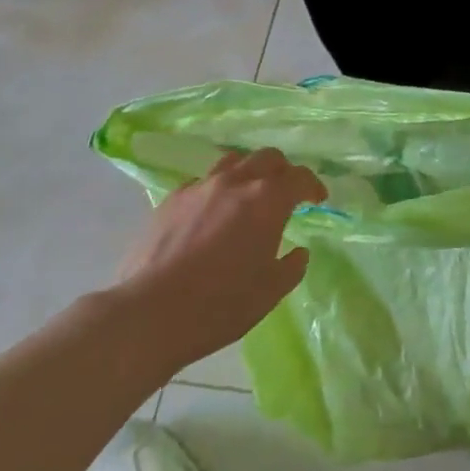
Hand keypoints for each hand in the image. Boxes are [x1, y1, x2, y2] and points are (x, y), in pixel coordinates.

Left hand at [121, 148, 324, 369]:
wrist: (151, 312)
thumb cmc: (220, 304)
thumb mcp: (269, 292)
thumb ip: (291, 267)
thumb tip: (298, 252)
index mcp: (267, 200)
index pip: (299, 177)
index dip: (313, 185)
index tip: (318, 199)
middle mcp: (236, 182)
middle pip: (267, 158)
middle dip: (283, 171)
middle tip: (286, 192)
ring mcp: (200, 187)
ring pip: (233, 161)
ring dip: (249, 172)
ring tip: (248, 195)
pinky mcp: (172, 199)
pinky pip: (203, 181)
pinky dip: (217, 189)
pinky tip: (212, 213)